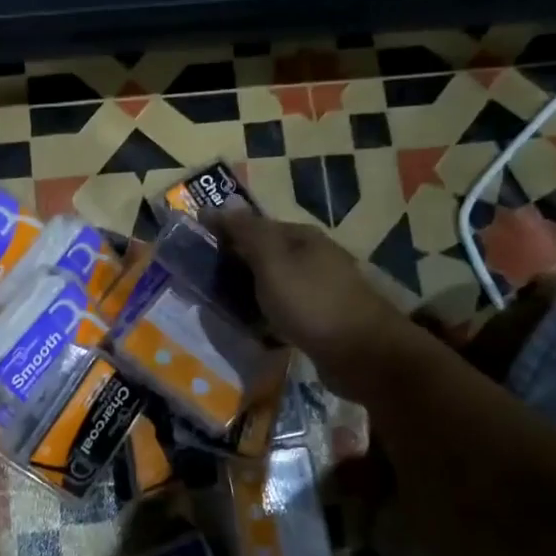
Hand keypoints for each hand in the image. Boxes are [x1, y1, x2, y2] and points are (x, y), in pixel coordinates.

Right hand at [214, 209, 422, 399]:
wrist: (362, 352)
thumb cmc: (311, 302)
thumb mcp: (272, 262)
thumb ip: (248, 233)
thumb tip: (223, 203)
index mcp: (301, 237)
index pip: (254, 225)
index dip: (224, 231)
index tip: (193, 244)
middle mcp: (312, 257)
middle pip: (264, 253)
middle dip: (235, 262)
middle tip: (200, 279)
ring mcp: (319, 288)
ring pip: (274, 283)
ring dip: (249, 291)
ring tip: (221, 305)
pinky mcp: (321, 318)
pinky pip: (284, 308)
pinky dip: (266, 313)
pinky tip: (253, 326)